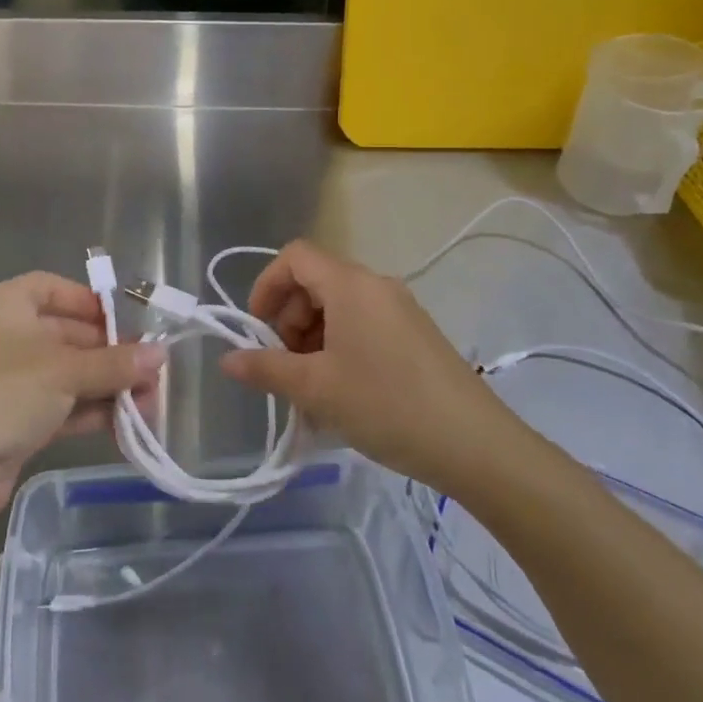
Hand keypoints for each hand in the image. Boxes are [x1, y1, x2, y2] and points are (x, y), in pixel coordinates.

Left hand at [0, 272, 163, 519]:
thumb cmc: (4, 392)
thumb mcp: (65, 371)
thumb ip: (115, 363)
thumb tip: (161, 355)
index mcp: (10, 305)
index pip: (54, 289)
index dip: (90, 303)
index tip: (125, 323)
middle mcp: (10, 336)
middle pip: (70, 335)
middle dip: (112, 355)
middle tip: (153, 375)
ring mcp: (12, 381)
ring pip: (70, 375)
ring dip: (108, 388)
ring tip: (149, 406)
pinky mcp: (17, 420)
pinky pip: (63, 407)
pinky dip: (92, 413)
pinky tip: (126, 426)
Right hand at [220, 240, 520, 492]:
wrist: (475, 445)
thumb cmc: (386, 405)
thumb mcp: (316, 389)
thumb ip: (266, 369)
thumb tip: (227, 360)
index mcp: (351, 285)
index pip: (295, 256)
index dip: (267, 284)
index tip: (257, 328)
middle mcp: (376, 285)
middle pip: (316, 281)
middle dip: (289, 318)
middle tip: (284, 365)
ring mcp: (401, 309)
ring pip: (340, 306)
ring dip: (313, 337)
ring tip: (311, 388)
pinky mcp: (416, 334)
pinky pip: (364, 324)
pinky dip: (340, 346)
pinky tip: (341, 392)